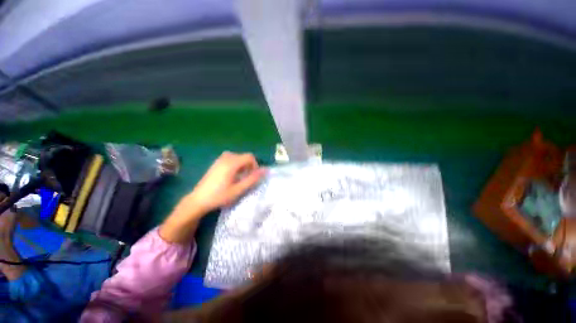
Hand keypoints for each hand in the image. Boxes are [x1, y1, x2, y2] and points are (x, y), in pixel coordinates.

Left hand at [160, 152, 265, 242]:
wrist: (198, 200)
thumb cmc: (219, 196)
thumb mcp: (239, 189)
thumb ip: (253, 179)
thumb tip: (266, 170)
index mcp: (231, 163)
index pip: (250, 157)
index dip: (255, 165)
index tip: (253, 176)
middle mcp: (226, 158)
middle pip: (244, 156)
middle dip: (249, 166)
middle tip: (246, 179)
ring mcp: (219, 159)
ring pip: (238, 157)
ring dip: (243, 166)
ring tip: (240, 178)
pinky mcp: (216, 163)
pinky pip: (231, 159)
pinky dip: (236, 165)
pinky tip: (232, 176)